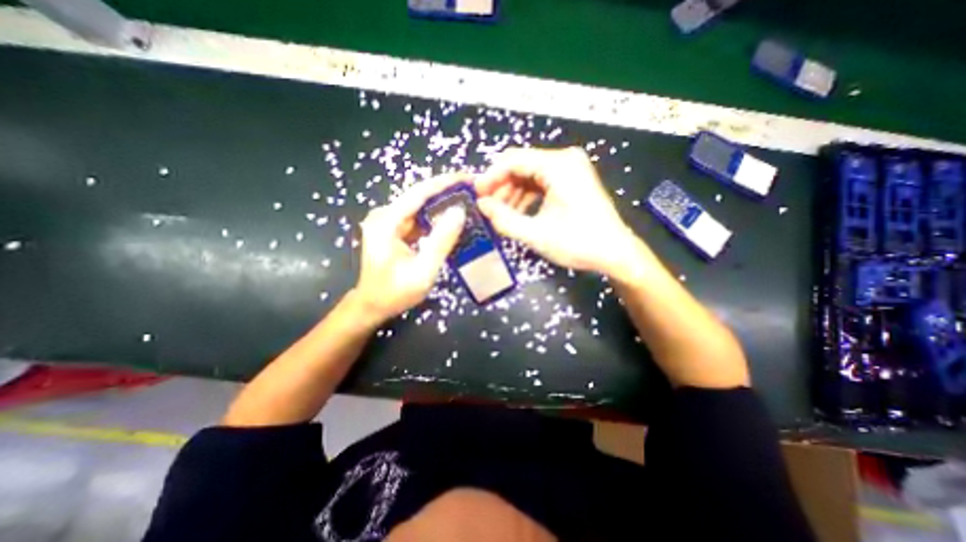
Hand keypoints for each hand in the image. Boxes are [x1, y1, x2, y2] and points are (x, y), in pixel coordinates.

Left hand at [354, 175, 468, 323]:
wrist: (373, 305)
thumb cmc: (395, 292)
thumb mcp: (423, 270)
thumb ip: (441, 241)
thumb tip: (459, 211)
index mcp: (386, 221)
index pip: (419, 192)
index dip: (445, 183)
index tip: (469, 177)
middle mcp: (385, 215)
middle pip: (420, 196)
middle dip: (448, 191)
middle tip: (474, 191)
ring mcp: (388, 222)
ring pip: (421, 207)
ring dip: (444, 204)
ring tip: (469, 202)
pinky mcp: (394, 230)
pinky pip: (419, 219)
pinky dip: (436, 218)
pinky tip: (453, 219)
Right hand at [475, 145, 638, 277]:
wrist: (615, 252)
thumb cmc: (578, 243)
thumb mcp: (536, 234)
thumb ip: (504, 219)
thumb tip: (482, 205)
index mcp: (558, 166)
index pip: (513, 160)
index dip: (491, 177)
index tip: (477, 195)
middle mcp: (565, 159)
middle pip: (521, 165)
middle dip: (501, 186)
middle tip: (488, 208)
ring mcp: (570, 168)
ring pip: (529, 174)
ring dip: (513, 193)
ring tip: (501, 214)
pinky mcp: (572, 179)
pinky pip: (541, 182)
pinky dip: (527, 196)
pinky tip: (518, 212)